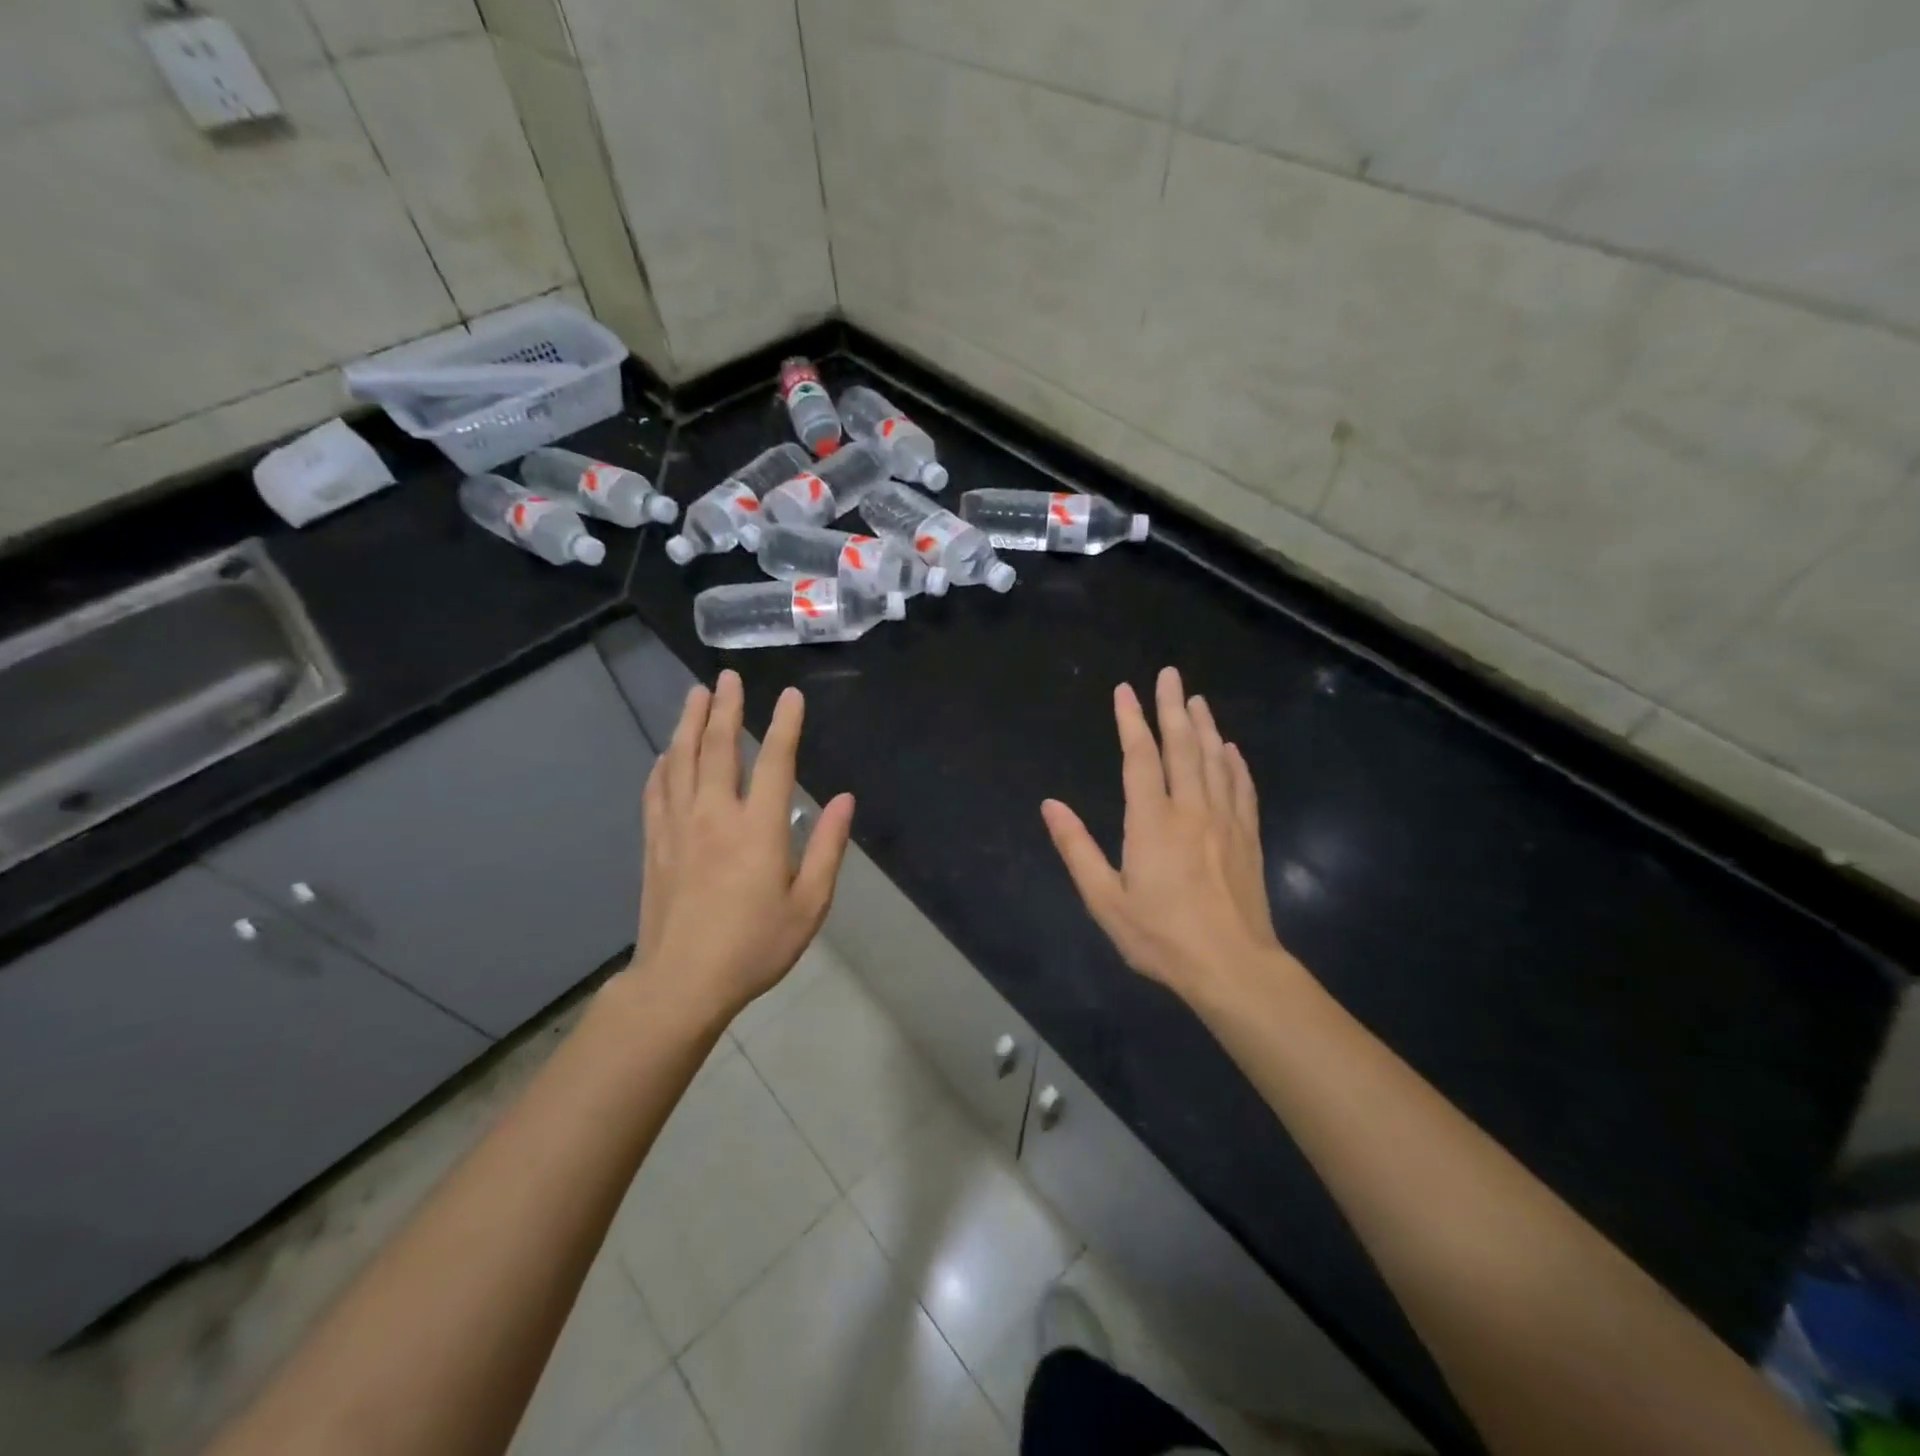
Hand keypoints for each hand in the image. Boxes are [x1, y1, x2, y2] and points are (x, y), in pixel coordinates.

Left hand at [624, 670, 853, 1021]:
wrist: (682, 983)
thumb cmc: (755, 946)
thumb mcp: (809, 904)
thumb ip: (826, 847)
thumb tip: (845, 799)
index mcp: (757, 828)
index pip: (774, 761)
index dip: (784, 724)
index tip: (789, 695)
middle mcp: (714, 815)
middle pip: (716, 748)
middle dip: (724, 708)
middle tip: (727, 677)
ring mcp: (678, 827)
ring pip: (680, 761)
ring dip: (688, 723)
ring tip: (694, 694)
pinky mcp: (655, 843)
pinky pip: (656, 790)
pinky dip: (662, 764)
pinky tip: (665, 753)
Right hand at [1042, 666, 1292, 1007]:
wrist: (1233, 966)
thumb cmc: (1161, 937)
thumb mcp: (1105, 900)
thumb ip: (1077, 848)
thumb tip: (1050, 805)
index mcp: (1152, 822)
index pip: (1140, 758)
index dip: (1131, 721)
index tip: (1125, 690)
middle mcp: (1191, 810)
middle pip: (1183, 746)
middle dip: (1173, 707)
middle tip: (1170, 674)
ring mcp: (1225, 821)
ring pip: (1215, 760)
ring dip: (1205, 726)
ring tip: (1197, 700)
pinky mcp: (1248, 837)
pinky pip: (1242, 788)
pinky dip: (1235, 763)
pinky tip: (1231, 750)